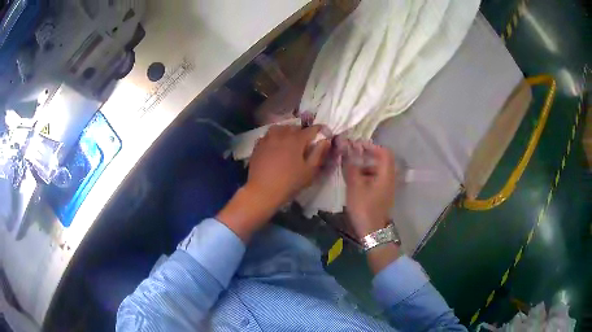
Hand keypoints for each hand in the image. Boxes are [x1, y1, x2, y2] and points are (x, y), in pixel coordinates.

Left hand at [217, 125, 329, 241]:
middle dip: (302, 132)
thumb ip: (319, 153)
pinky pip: (268, 136)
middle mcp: (281, 134)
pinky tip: (274, 147)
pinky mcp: (257, 146)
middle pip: (294, 127)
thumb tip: (325, 140)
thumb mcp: (309, 171)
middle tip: (306, 143)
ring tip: (289, 141)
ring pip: (279, 128)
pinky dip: (274, 138)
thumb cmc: (289, 183)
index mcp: (296, 139)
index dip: (320, 130)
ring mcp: (267, 139)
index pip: (312, 129)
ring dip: (286, 132)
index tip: (325, 134)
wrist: (262, 191)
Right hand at [343, 140, 396, 237]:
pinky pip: (375, 179)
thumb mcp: (355, 186)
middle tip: (351, 155)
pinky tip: (354, 181)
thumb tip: (346, 148)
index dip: (371, 146)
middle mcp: (389, 178)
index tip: (357, 146)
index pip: (384, 152)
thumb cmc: (365, 207)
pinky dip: (365, 175)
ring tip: (349, 169)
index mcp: (386, 174)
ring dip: (364, 166)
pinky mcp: (382, 194)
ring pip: (377, 170)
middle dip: (366, 155)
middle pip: (381, 160)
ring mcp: (386, 187)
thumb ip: (351, 166)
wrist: (372, 231)